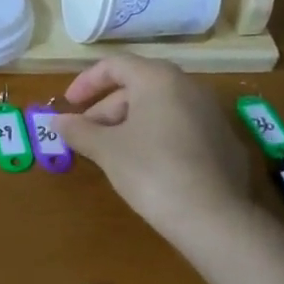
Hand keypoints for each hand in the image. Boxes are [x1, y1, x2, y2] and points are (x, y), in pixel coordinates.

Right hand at [54, 57, 250, 247]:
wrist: (215, 218)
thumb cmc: (152, 171)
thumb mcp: (107, 150)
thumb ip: (79, 130)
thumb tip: (59, 121)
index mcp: (158, 79)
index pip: (114, 65)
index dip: (86, 83)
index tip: (69, 106)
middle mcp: (189, 86)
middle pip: (138, 86)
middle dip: (107, 109)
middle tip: (87, 136)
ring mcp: (211, 113)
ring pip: (160, 107)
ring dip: (130, 123)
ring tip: (113, 153)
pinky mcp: (224, 141)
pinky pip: (181, 127)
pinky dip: (158, 137)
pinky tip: (148, 167)